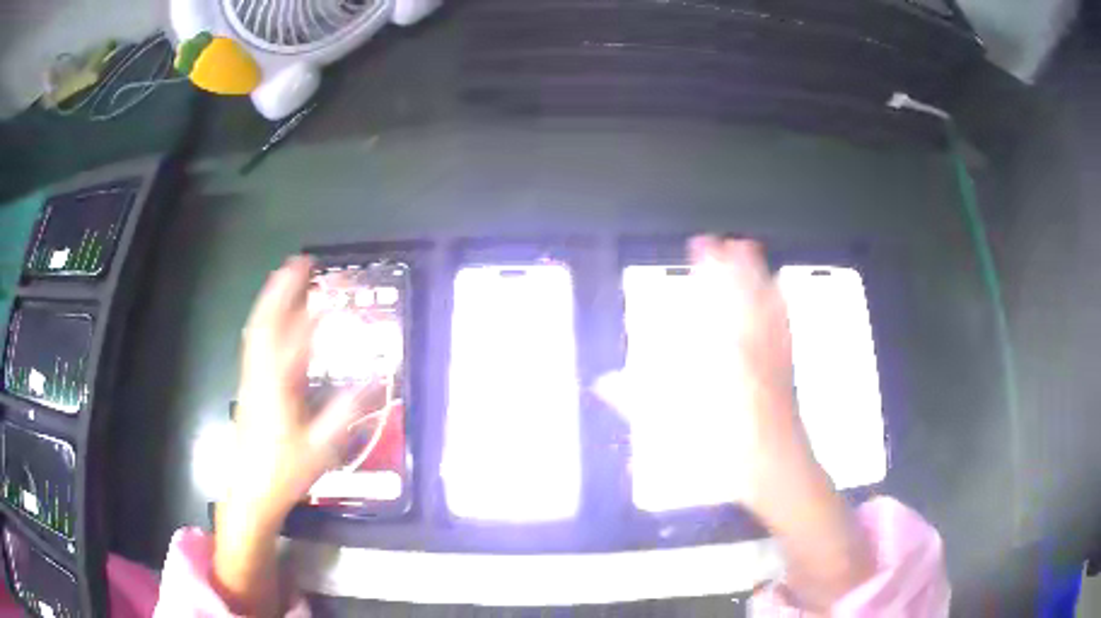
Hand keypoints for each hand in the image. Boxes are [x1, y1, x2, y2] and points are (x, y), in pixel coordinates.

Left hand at [214, 256, 373, 615]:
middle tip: (300, 262)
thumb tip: (373, 381)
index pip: (294, 339)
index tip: (329, 288)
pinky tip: (274, 320)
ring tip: (286, 278)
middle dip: (281, 289)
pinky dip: (265, 321)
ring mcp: (251, 379)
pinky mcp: (249, 387)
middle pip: (266, 322)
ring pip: (257, 330)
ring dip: (271, 300)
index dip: (312, 311)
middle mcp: (260, 374)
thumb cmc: (284, 471)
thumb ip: (344, 412)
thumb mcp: (321, 447)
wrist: (251, 492)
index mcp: (277, 387)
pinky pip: (255, 343)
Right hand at [596, 235, 873, 609]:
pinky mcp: (787, 364)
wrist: (775, 467)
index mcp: (722, 358)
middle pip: (742, 296)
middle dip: (733, 266)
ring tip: (750, 248)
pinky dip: (780, 302)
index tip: (701, 248)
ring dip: (756, 275)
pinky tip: (781, 289)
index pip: (710, 304)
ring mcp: (773, 354)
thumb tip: (602, 383)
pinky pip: (784, 324)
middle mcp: (750, 347)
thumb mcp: (674, 430)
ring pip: (764, 304)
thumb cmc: (724, 451)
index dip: (706, 274)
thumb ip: (638, 401)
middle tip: (725, 240)